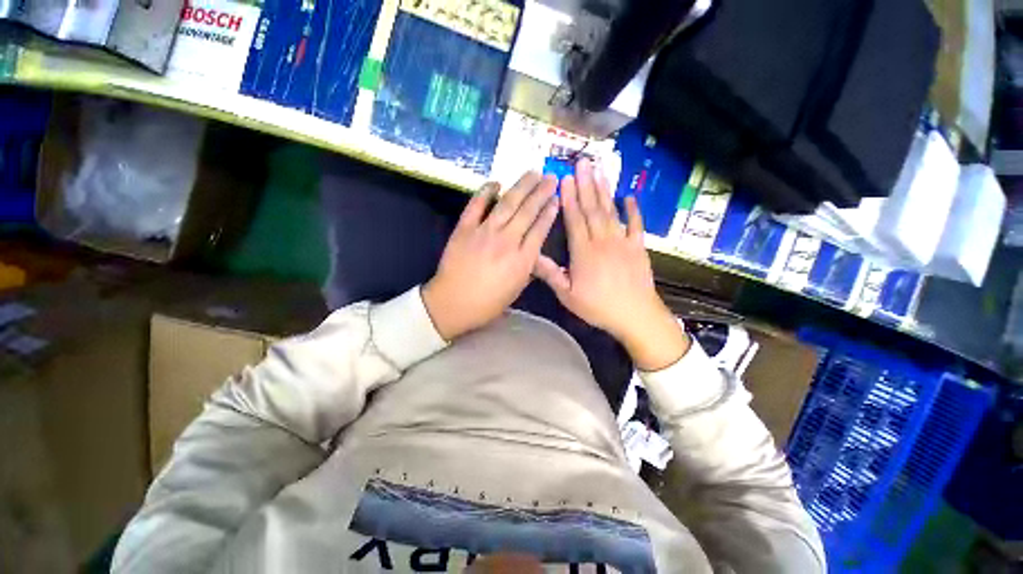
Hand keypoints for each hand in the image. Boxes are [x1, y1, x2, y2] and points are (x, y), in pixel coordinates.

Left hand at [423, 172, 558, 339]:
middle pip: (528, 211)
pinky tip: (496, 182)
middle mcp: (507, 241)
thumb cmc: (488, 302)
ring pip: (507, 203)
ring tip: (533, 173)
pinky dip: (486, 191)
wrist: (453, 302)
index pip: (540, 229)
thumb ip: (529, 267)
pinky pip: (476, 205)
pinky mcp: (465, 228)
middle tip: (551, 177)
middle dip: (542, 192)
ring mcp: (484, 232)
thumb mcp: (517, 289)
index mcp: (522, 259)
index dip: (549, 211)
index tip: (556, 198)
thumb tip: (535, 250)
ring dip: (522, 186)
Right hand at [533, 160, 689, 370]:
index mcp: (584, 252)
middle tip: (582, 163)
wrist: (635, 315)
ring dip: (604, 190)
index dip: (569, 199)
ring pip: (611, 212)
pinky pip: (636, 224)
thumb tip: (532, 256)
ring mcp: (622, 242)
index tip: (565, 179)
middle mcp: (602, 241)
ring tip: (599, 171)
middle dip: (586, 185)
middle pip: (592, 209)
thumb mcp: (568, 296)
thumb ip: (551, 274)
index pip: (575, 219)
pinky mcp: (638, 247)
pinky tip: (629, 196)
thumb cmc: (598, 307)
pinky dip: (633, 209)